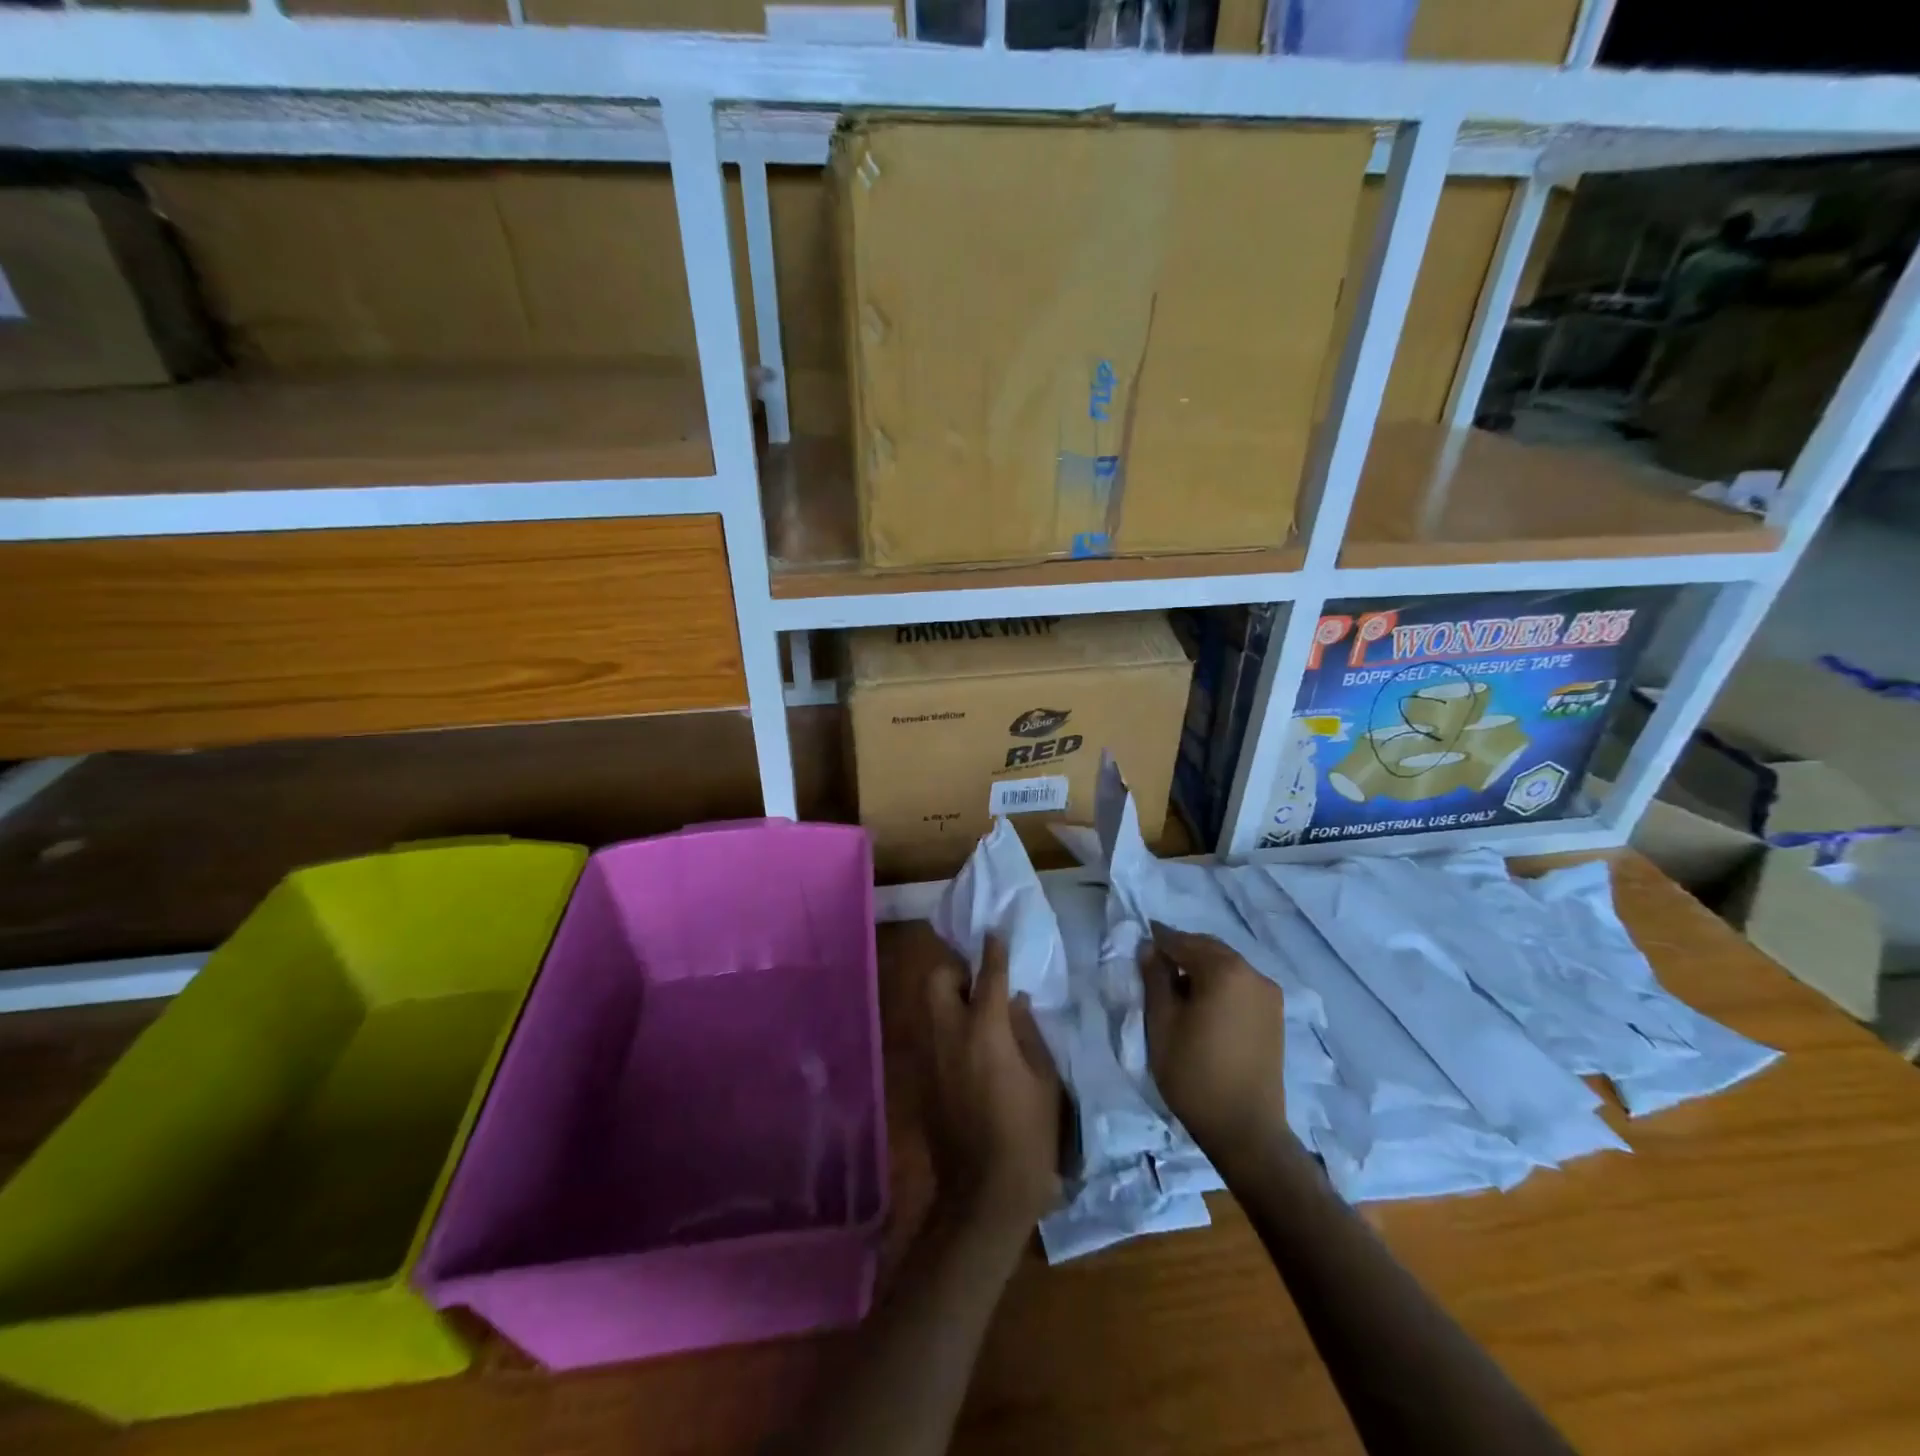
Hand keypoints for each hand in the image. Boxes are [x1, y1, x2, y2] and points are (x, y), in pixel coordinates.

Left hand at [924, 935, 1064, 1233]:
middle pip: (936, 980)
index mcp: (984, 1031)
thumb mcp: (1044, 1081)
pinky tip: (968, 1048)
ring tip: (975, 1012)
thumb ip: (1027, 1032)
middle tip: (979, 981)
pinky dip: (946, 1028)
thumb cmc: (1028, 1136)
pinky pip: (930, 1036)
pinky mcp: (922, 1079)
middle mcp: (948, 1034)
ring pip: (928, 1007)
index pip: (987, 976)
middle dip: (955, 971)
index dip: (993, 951)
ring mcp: (930, 1057)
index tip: (995, 933)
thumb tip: (1014, 1002)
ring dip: (948, 999)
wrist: (984, 1195)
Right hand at [1141, 923, 1287, 1162]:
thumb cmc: (1194, 1073)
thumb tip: (1150, 948)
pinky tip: (1203, 1003)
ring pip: (1227, 965)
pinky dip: (1219, 983)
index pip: (1182, 942)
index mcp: (1224, 970)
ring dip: (1201, 967)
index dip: (1158, 941)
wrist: (1245, 1129)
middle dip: (1181, 951)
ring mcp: (1268, 994)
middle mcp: (1252, 973)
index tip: (1139, 944)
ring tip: (1176, 987)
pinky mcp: (1274, 1015)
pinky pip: (1240, 984)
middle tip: (1154, 965)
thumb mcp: (1161, 1023)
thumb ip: (1155, 979)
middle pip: (1209, 949)